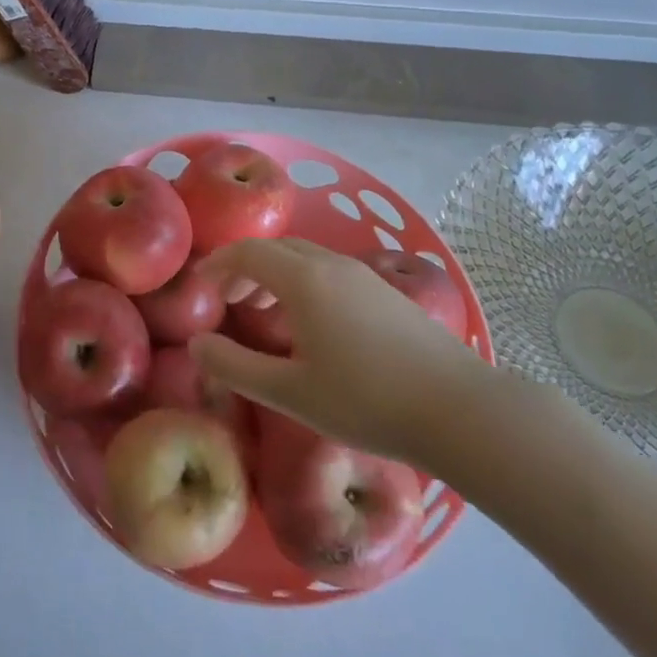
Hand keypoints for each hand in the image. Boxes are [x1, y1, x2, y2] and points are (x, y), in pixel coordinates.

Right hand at [192, 238, 496, 469]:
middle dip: (245, 267)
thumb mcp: (290, 392)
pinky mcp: (386, 292)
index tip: (200, 285)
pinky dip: (303, 282)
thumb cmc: (366, 401)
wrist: (460, 409)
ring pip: (306, 258)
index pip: (248, 253)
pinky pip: (330, 271)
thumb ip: (235, 367)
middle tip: (227, 299)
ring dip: (275, 274)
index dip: (218, 264)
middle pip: (277, 248)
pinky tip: (310, 323)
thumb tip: (196, 344)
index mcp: (304, 280)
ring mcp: (364, 276)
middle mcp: (332, 265)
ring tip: (262, 311)